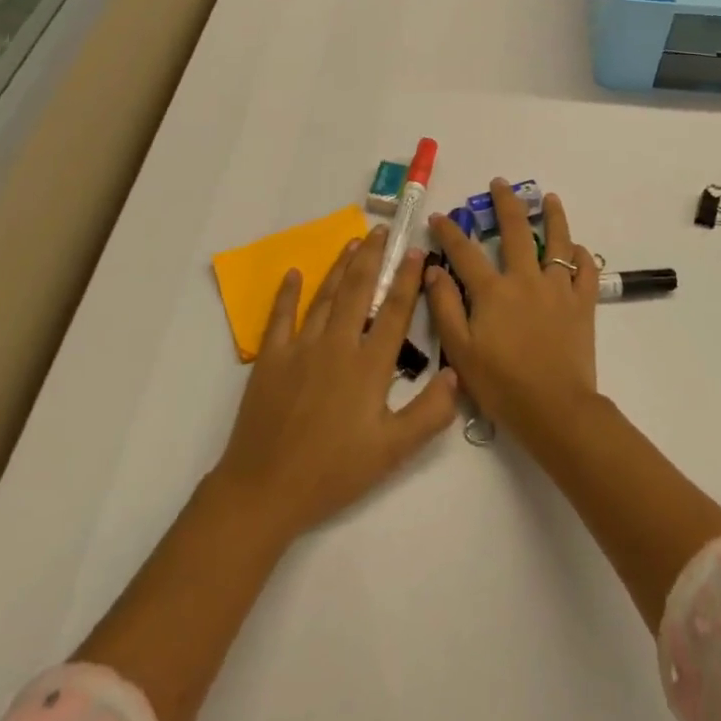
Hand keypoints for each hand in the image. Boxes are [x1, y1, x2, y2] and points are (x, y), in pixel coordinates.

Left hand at [212, 226, 457, 542]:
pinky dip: (288, 293)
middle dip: (372, 257)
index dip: (407, 279)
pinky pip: (281, 317)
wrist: (264, 491)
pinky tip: (294, 273)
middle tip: (382, 230)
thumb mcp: (392, 452)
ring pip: (325, 296)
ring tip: (354, 242)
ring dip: (340, 266)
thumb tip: (455, 374)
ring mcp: (300, 348)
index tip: (416, 251)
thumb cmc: (333, 472)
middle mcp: (337, 345)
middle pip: (358, 290)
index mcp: (368, 366)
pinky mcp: (271, 359)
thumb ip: (429, 413)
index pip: (394, 312)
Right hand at [426, 180, 600, 443]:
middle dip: (505, 203)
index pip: (466, 251)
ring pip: (558, 241)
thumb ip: (445, 307)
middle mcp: (526, 279)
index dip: (450, 232)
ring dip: (553, 216)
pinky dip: (580, 255)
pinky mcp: (583, 303)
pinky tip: (576, 248)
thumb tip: (433, 269)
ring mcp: (559, 288)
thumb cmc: (502, 385)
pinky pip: (585, 270)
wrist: (555, 409)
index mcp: (493, 291)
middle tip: (499, 183)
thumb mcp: (461, 351)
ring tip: (550, 198)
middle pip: (516, 230)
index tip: (439, 217)